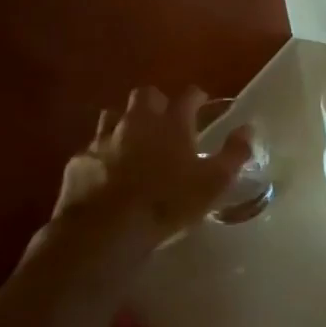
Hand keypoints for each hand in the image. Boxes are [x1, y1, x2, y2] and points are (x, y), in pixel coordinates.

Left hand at [43, 86, 248, 256]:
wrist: (105, 231)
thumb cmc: (167, 203)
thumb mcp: (214, 183)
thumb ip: (234, 153)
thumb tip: (247, 129)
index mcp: (172, 124)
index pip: (188, 95)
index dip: (196, 97)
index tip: (201, 104)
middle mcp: (137, 122)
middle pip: (145, 95)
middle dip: (156, 102)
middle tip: (164, 120)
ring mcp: (104, 139)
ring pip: (112, 116)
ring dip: (124, 123)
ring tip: (133, 142)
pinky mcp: (78, 161)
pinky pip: (91, 148)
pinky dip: (101, 154)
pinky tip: (106, 172)